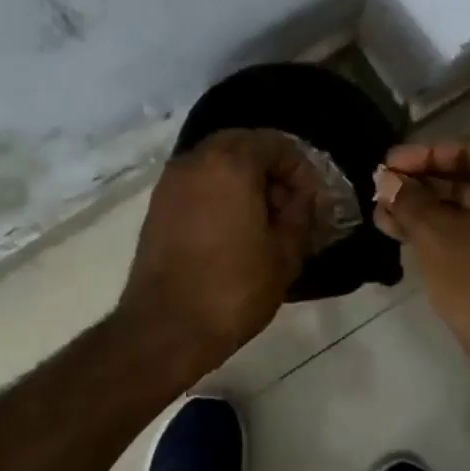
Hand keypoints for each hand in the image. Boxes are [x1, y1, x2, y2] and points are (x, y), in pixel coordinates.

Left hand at [118, 129, 320, 373]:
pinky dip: (218, 194)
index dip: (301, 169)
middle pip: (242, 145)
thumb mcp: (284, 254)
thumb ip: (300, 214)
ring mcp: (170, 183)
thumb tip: (303, 198)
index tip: (312, 201)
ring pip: (215, 163)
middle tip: (289, 205)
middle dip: (270, 169)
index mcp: (230, 163)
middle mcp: (195, 161)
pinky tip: (234, 229)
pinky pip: (196, 184)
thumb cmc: (234, 288)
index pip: (275, 143)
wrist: (167, 327)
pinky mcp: (157, 207)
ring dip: (243, 180)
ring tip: (264, 219)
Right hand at [374, 138, 469, 363]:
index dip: (420, 156)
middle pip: (465, 178)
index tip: (386, 166)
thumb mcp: (434, 229)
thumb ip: (407, 198)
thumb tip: (386, 181)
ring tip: (382, 214)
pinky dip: (440, 230)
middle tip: (382, 190)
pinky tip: (401, 233)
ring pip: (465, 208)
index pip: (464, 150)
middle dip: (419, 186)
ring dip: (423, 210)